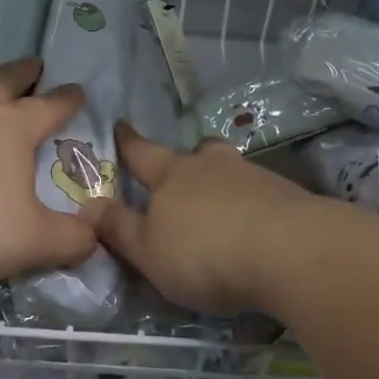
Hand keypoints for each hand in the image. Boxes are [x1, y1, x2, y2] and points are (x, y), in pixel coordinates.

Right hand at [84, 124, 327, 315]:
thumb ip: (119, 229)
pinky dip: (251, 204)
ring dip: (222, 183)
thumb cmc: (205, 253)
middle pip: (196, 153)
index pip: (142, 153)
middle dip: (187, 159)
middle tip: (183, 171)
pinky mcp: (287, 196)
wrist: (291, 252)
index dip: (128, 142)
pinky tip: (253, 225)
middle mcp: (213, 166)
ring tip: (221, 206)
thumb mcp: (149, 251)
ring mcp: (254, 177)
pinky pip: (259, 193)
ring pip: (231, 171)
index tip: (120, 125)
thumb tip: (87, 205)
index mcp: (172, 176)